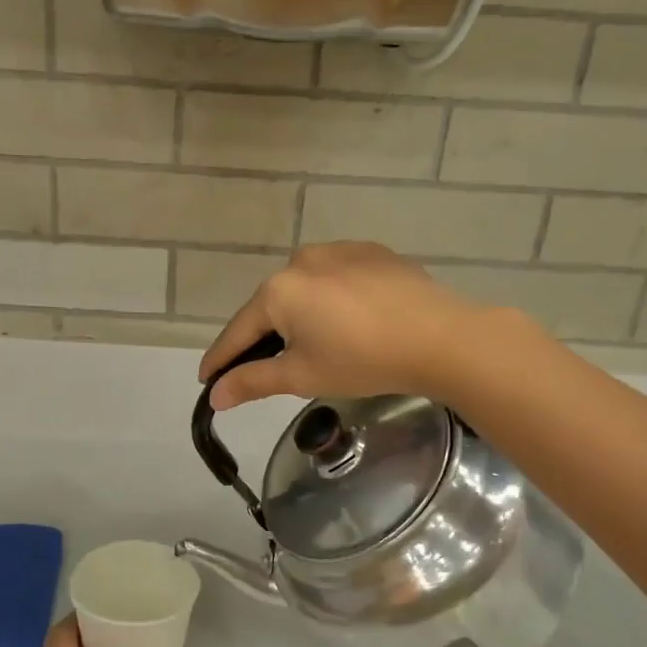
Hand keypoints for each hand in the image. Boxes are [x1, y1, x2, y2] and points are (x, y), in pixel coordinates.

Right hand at [199, 241, 492, 409]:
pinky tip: (348, 320)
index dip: (222, 359)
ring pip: (304, 288)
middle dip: (263, 337)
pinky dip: (331, 299)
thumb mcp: (302, 376)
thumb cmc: (362, 360)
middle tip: (262, 367)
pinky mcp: (371, 251)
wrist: (440, 337)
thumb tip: (214, 396)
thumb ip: (253, 381)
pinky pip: (336, 277)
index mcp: (278, 290)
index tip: (206, 380)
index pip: (239, 331)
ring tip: (312, 344)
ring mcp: (338, 250)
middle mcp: (301, 260)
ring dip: (299, 315)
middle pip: (271, 306)